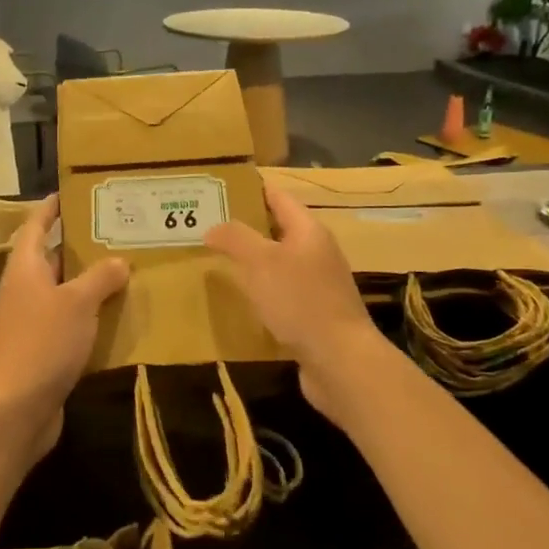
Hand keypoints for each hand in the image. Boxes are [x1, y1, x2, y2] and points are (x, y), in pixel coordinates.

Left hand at [0, 196, 128, 460]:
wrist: (17, 408)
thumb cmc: (43, 342)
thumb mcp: (77, 303)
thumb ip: (100, 277)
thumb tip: (117, 261)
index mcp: (26, 269)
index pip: (36, 226)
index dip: (51, 209)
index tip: (70, 194)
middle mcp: (25, 290)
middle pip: (53, 260)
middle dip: (82, 248)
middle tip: (118, 234)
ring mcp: (31, 322)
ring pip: (64, 293)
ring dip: (91, 284)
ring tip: (128, 271)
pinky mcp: (42, 349)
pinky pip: (70, 323)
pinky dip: (91, 317)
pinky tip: (120, 317)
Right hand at [206, 182, 386, 425]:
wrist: (340, 361)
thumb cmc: (300, 301)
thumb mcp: (261, 262)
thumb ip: (236, 239)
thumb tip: (213, 227)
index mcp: (309, 231)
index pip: (279, 198)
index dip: (252, 189)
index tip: (221, 188)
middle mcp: (317, 253)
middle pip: (279, 230)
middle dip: (246, 226)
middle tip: (209, 225)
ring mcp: (317, 285)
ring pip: (279, 264)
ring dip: (252, 261)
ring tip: (216, 260)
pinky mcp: (313, 315)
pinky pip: (282, 293)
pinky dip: (261, 291)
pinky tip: (239, 300)